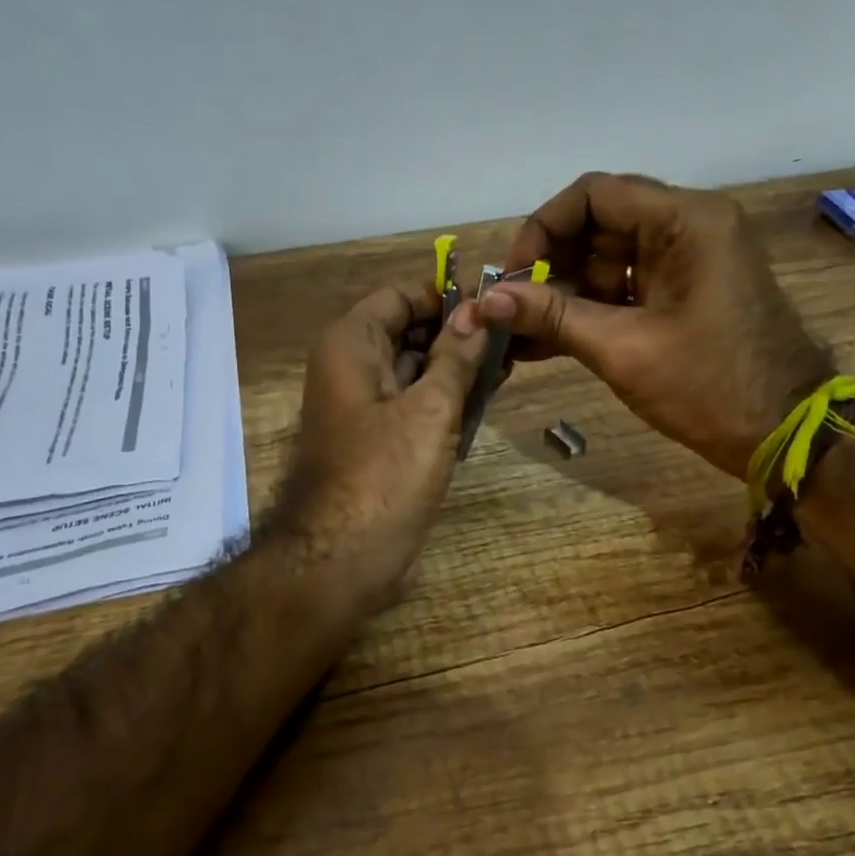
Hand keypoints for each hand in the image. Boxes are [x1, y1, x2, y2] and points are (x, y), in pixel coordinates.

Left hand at [273, 284, 488, 612]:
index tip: (493, 305)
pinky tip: (484, 402)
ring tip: (508, 367)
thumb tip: (477, 311)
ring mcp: (363, 407)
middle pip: (407, 332)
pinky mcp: (378, 441)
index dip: (445, 296)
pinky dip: (444, 400)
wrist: (343, 559)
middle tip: (511, 338)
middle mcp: (351, 368)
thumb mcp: (429, 409)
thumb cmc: (384, 475)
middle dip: (456, 334)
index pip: (399, 296)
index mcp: (351, 345)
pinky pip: (413, 405)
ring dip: (455, 368)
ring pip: (413, 370)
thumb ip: (455, 356)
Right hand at [478, 172, 832, 479]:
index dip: (542, 228)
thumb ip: (551, 316)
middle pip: (598, 225)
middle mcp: (688, 227)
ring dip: (563, 294)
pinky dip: (589, 311)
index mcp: (685, 221)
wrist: (783, 433)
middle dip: (550, 266)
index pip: (593, 194)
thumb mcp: (622, 349)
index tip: (512, 276)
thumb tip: (485, 300)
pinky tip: (545, 343)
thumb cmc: (708, 386)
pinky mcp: (685, 294)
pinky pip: (625, 289)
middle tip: (512, 310)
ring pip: (607, 260)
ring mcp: (689, 262)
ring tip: (519, 334)